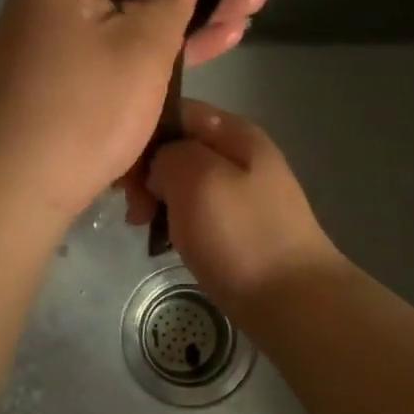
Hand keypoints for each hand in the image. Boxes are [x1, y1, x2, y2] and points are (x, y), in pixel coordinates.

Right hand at [133, 100, 344, 311]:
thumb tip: (159, 167)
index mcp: (234, 132)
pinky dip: (174, 220)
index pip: (173, 111)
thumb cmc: (241, 235)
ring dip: (156, 199)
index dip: (141, 134)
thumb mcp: (196, 178)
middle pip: (176, 146)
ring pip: (181, 180)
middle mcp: (239, 153)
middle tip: (132, 208)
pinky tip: (163, 240)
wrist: (292, 302)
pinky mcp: (236, 224)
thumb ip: (168, 154)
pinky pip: (194, 209)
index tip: (121, 170)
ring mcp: (240, 191)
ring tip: (142, 227)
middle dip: (146, 171)